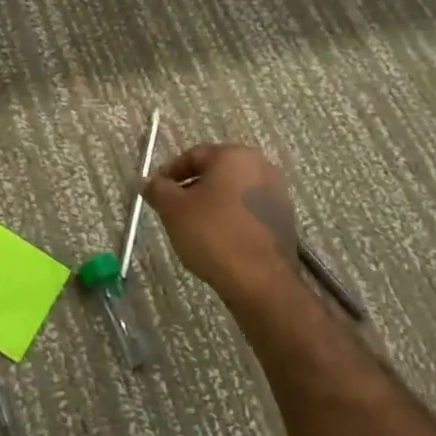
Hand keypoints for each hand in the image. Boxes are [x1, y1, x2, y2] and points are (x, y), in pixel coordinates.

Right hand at [143, 144, 301, 310]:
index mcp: (234, 156)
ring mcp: (277, 194)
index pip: (193, 155)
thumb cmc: (212, 234)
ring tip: (193, 227)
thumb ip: (157, 189)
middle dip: (191, 187)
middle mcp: (260, 167)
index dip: (169, 172)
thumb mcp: (173, 209)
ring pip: (232, 192)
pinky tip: (218, 239)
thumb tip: (151, 183)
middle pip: (216, 172)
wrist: (260, 280)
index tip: (156, 191)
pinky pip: (247, 211)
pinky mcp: (284, 220)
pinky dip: (230, 218)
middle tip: (172, 208)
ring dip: (211, 203)